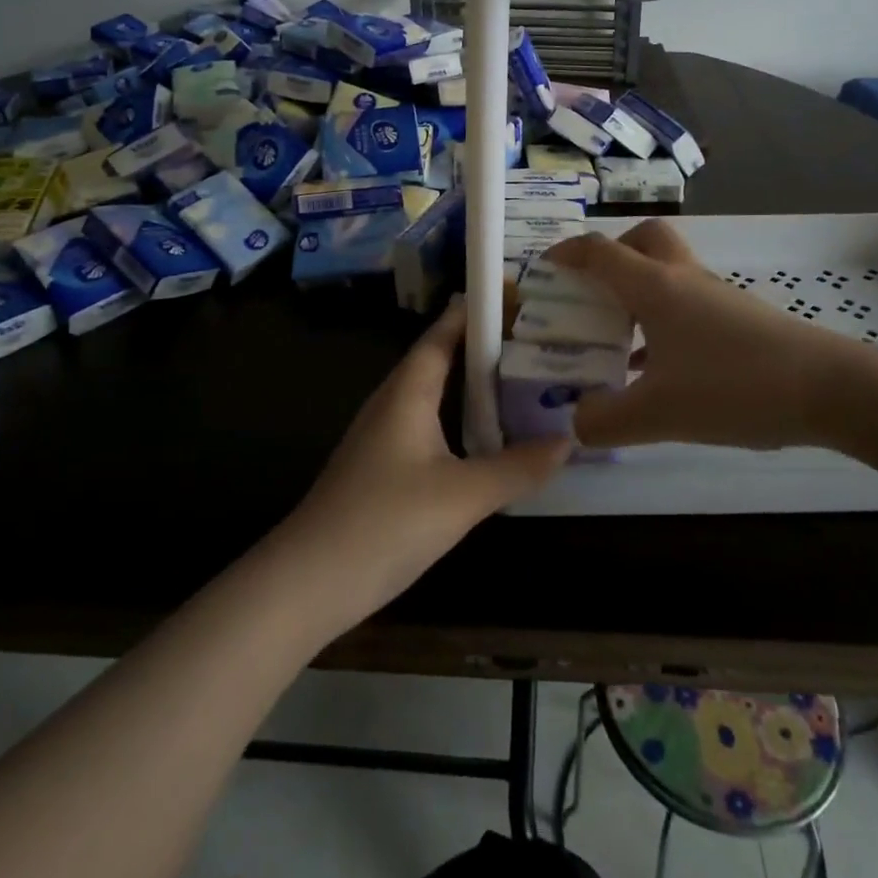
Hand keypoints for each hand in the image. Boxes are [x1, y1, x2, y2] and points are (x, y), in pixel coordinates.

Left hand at [280, 297, 570, 626]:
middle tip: (540, 339)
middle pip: (444, 357)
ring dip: (476, 385)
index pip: (446, 330)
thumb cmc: (386, 522)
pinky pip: (431, 424)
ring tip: (526, 380)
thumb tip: (568, 441)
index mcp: (409, 389)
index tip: (523, 296)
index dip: (480, 310)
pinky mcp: (385, 465)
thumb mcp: (462, 496)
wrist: (310, 581)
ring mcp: (386, 433)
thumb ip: (517, 468)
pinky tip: (490, 437)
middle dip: (488, 346)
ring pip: (437, 393)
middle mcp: (395, 400)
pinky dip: (464, 419)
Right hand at [543, 220, 877, 481]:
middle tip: (595, 293)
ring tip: (619, 339)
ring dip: (639, 293)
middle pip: (643, 240)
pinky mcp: (739, 318)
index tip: (544, 268)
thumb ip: (606, 421)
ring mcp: (715, 296)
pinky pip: (688, 303)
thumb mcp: (659, 414)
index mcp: (655, 287)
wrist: (829, 389)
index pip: (599, 251)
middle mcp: (683, 279)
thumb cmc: (733, 387)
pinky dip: (665, 321)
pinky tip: (662, 369)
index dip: (566, 253)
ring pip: (668, 273)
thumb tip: (577, 422)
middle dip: (613, 255)